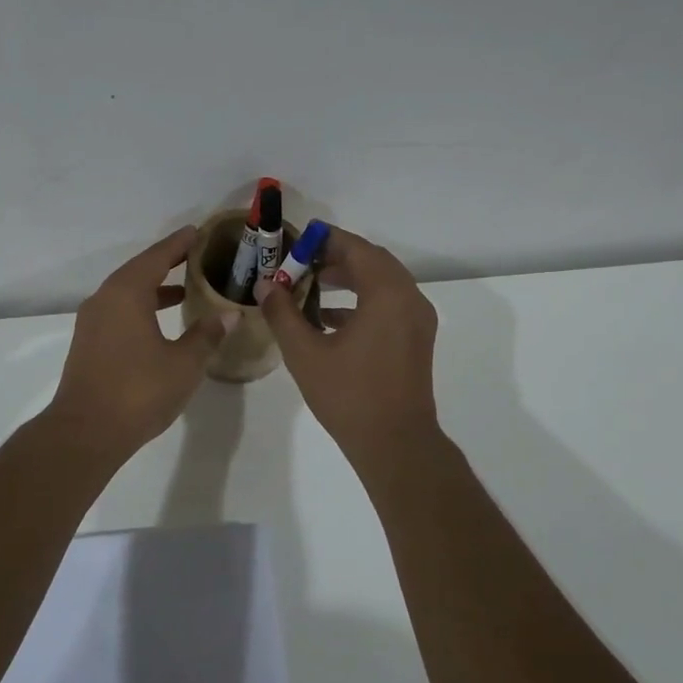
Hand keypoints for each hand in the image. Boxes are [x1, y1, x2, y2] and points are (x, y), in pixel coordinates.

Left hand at [48, 226, 233, 458]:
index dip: (179, 244)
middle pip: (139, 270)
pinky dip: (141, 306)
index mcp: (127, 293)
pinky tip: (159, 322)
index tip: (197, 232)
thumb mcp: (184, 363)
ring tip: (184, 289)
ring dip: (153, 287)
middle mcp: (105, 299)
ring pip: (126, 292)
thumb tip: (229, 314)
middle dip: (166, 262)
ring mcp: (93, 321)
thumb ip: (207, 334)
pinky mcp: (89, 342)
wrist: (86, 431)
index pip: (156, 257)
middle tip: (194, 256)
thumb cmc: (139, 391)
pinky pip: (118, 310)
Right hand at [257, 227, 440, 465]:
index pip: (356, 249)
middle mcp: (409, 299)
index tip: (299, 239)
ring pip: (383, 283)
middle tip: (302, 260)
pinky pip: (390, 305)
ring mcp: (417, 320)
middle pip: (373, 261)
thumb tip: (265, 285)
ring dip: (350, 278)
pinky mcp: (416, 340)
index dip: (326, 240)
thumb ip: (282, 313)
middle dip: (337, 257)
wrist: (395, 443)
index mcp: (387, 294)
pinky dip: (363, 301)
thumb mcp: (305, 353)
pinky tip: (329, 318)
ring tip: (312, 284)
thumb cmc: (349, 395)